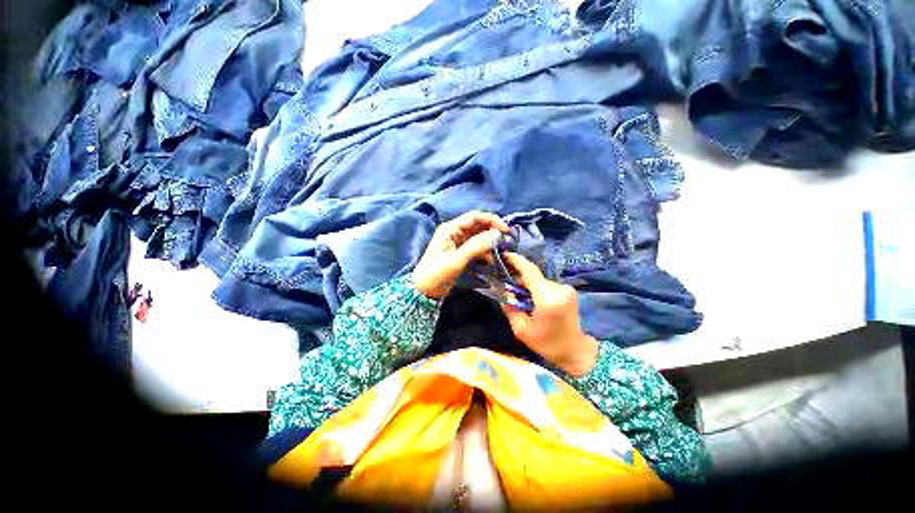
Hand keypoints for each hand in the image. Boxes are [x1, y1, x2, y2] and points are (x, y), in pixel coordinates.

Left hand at [413, 211, 509, 299]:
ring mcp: (457, 242)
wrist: (423, 291)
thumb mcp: (457, 260)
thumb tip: (497, 233)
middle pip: (477, 225)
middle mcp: (454, 232)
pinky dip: (484, 250)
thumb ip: (477, 246)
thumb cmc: (437, 274)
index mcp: (450, 229)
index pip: (474, 217)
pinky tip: (492, 258)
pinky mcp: (459, 252)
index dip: (492, 220)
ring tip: (502, 250)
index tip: (506, 230)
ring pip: (478, 236)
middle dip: (492, 230)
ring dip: (490, 241)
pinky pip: (475, 246)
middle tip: (507, 240)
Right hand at [500, 252, 598, 376]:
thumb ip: (510, 308)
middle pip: (533, 275)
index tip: (504, 254)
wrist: (575, 350)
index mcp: (548, 299)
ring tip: (518, 295)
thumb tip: (503, 290)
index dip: (516, 261)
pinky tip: (531, 298)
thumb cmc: (547, 344)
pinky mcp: (568, 290)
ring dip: (527, 283)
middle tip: (505, 283)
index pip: (530, 272)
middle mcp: (559, 289)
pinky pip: (545, 284)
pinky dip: (535, 287)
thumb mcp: (521, 330)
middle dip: (518, 277)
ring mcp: (566, 288)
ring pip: (539, 279)